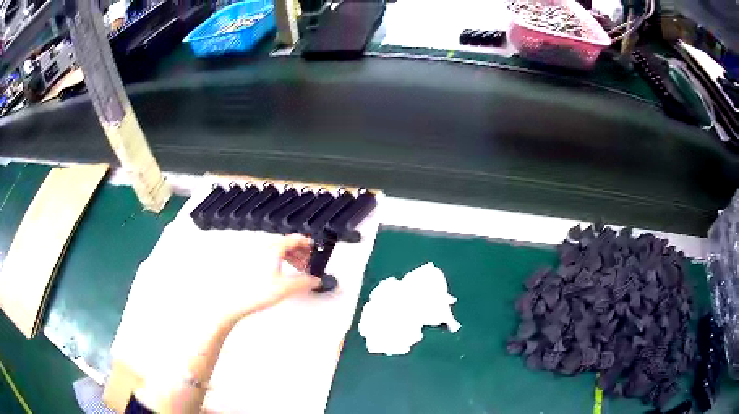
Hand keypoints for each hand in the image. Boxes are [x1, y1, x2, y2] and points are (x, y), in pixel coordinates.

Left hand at [226, 235, 320, 322]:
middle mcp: (265, 250)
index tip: (314, 247)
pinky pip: (272, 257)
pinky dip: (283, 262)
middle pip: (287, 244)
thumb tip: (315, 280)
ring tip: (300, 269)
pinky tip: (286, 273)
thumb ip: (305, 282)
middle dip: (301, 251)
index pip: (294, 239)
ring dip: (292, 257)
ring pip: (280, 251)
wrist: (237, 301)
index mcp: (274, 249)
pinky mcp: (254, 265)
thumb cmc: (255, 292)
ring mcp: (258, 256)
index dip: (307, 243)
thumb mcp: (287, 287)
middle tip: (309, 260)